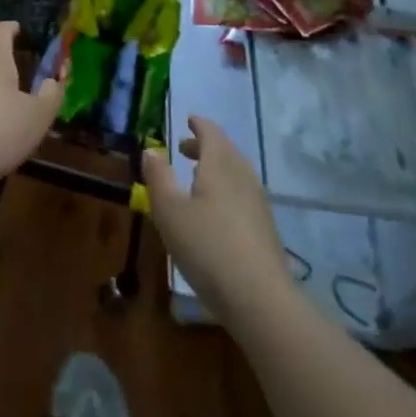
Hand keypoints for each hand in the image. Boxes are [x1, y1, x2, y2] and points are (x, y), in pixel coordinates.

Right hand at [143, 116, 289, 317]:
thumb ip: (158, 177)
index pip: (211, 133)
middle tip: (183, 148)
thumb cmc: (206, 246)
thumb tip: (151, 149)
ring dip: (215, 168)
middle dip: (204, 146)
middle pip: (225, 151)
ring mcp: (258, 202)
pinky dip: (225, 187)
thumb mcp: (169, 211)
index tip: (188, 119)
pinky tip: (214, 210)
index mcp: (220, 165)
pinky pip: (241, 193)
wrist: (258, 296)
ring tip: (195, 177)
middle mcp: (243, 176)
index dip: (199, 124)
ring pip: (235, 172)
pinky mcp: (264, 227)